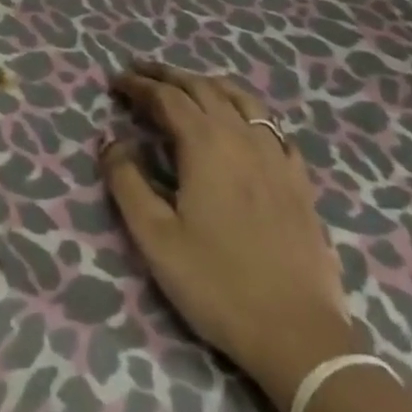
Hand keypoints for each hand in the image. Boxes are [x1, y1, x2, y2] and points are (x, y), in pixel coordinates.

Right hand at [103, 61, 358, 407]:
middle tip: (141, 73)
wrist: (300, 338)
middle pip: (202, 87)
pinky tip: (243, 126)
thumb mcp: (155, 237)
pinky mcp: (299, 181)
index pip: (165, 96)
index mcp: (205, 144)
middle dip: (168, 75)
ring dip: (208, 85)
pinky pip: (272, 128)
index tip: (115, 82)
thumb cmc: (218, 284)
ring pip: (241, 99)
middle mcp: (242, 137)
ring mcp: (276, 157)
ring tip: (188, 87)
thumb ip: (127, 181)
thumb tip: (111, 141)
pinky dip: (248, 113)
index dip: (138, 85)